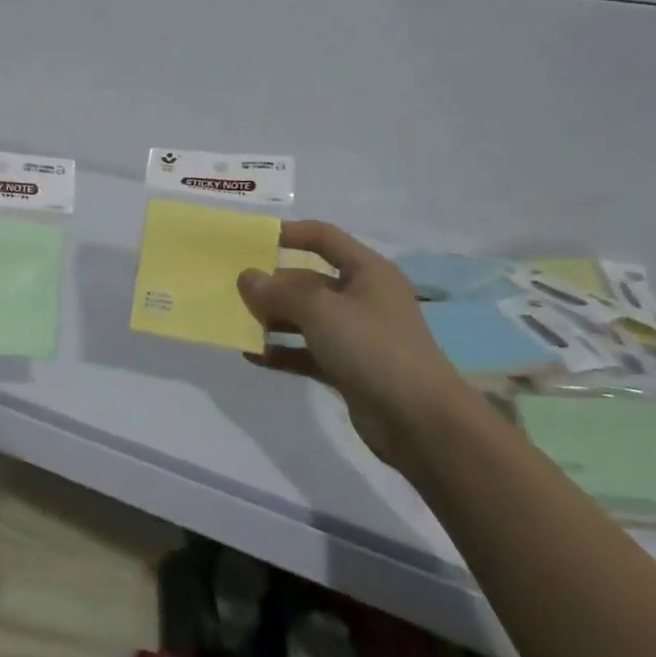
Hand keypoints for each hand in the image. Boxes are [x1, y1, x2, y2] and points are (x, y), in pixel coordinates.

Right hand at [235, 221, 468, 474]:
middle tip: (234, 292)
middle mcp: (363, 298)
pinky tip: (253, 356)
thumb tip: (247, 277)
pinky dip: (283, 352)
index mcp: (367, 271)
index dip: (289, 234)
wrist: (421, 422)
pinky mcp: (349, 368)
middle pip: (309, 281)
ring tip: (237, 324)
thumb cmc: (373, 348)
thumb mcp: (322, 310)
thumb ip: (280, 292)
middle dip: (273, 286)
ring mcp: (356, 335)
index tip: (251, 241)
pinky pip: (308, 352)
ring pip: (306, 318)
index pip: (324, 238)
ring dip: (273, 320)